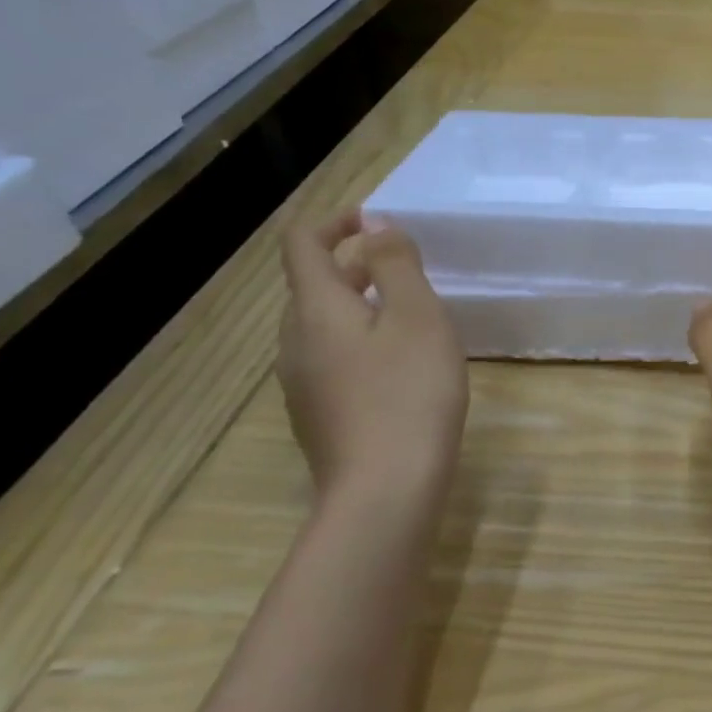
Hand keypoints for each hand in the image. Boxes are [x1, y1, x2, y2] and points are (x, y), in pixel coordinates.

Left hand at [277, 210, 467, 504]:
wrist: (386, 490)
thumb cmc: (409, 391)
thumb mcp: (416, 315)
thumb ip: (395, 263)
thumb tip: (375, 223)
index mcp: (316, 309)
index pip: (303, 244)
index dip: (335, 221)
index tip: (378, 221)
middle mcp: (295, 341)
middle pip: (313, 284)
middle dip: (355, 264)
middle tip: (409, 269)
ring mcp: (303, 382)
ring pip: (323, 323)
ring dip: (361, 303)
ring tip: (413, 314)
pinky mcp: (319, 413)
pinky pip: (332, 356)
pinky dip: (361, 339)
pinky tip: (401, 364)